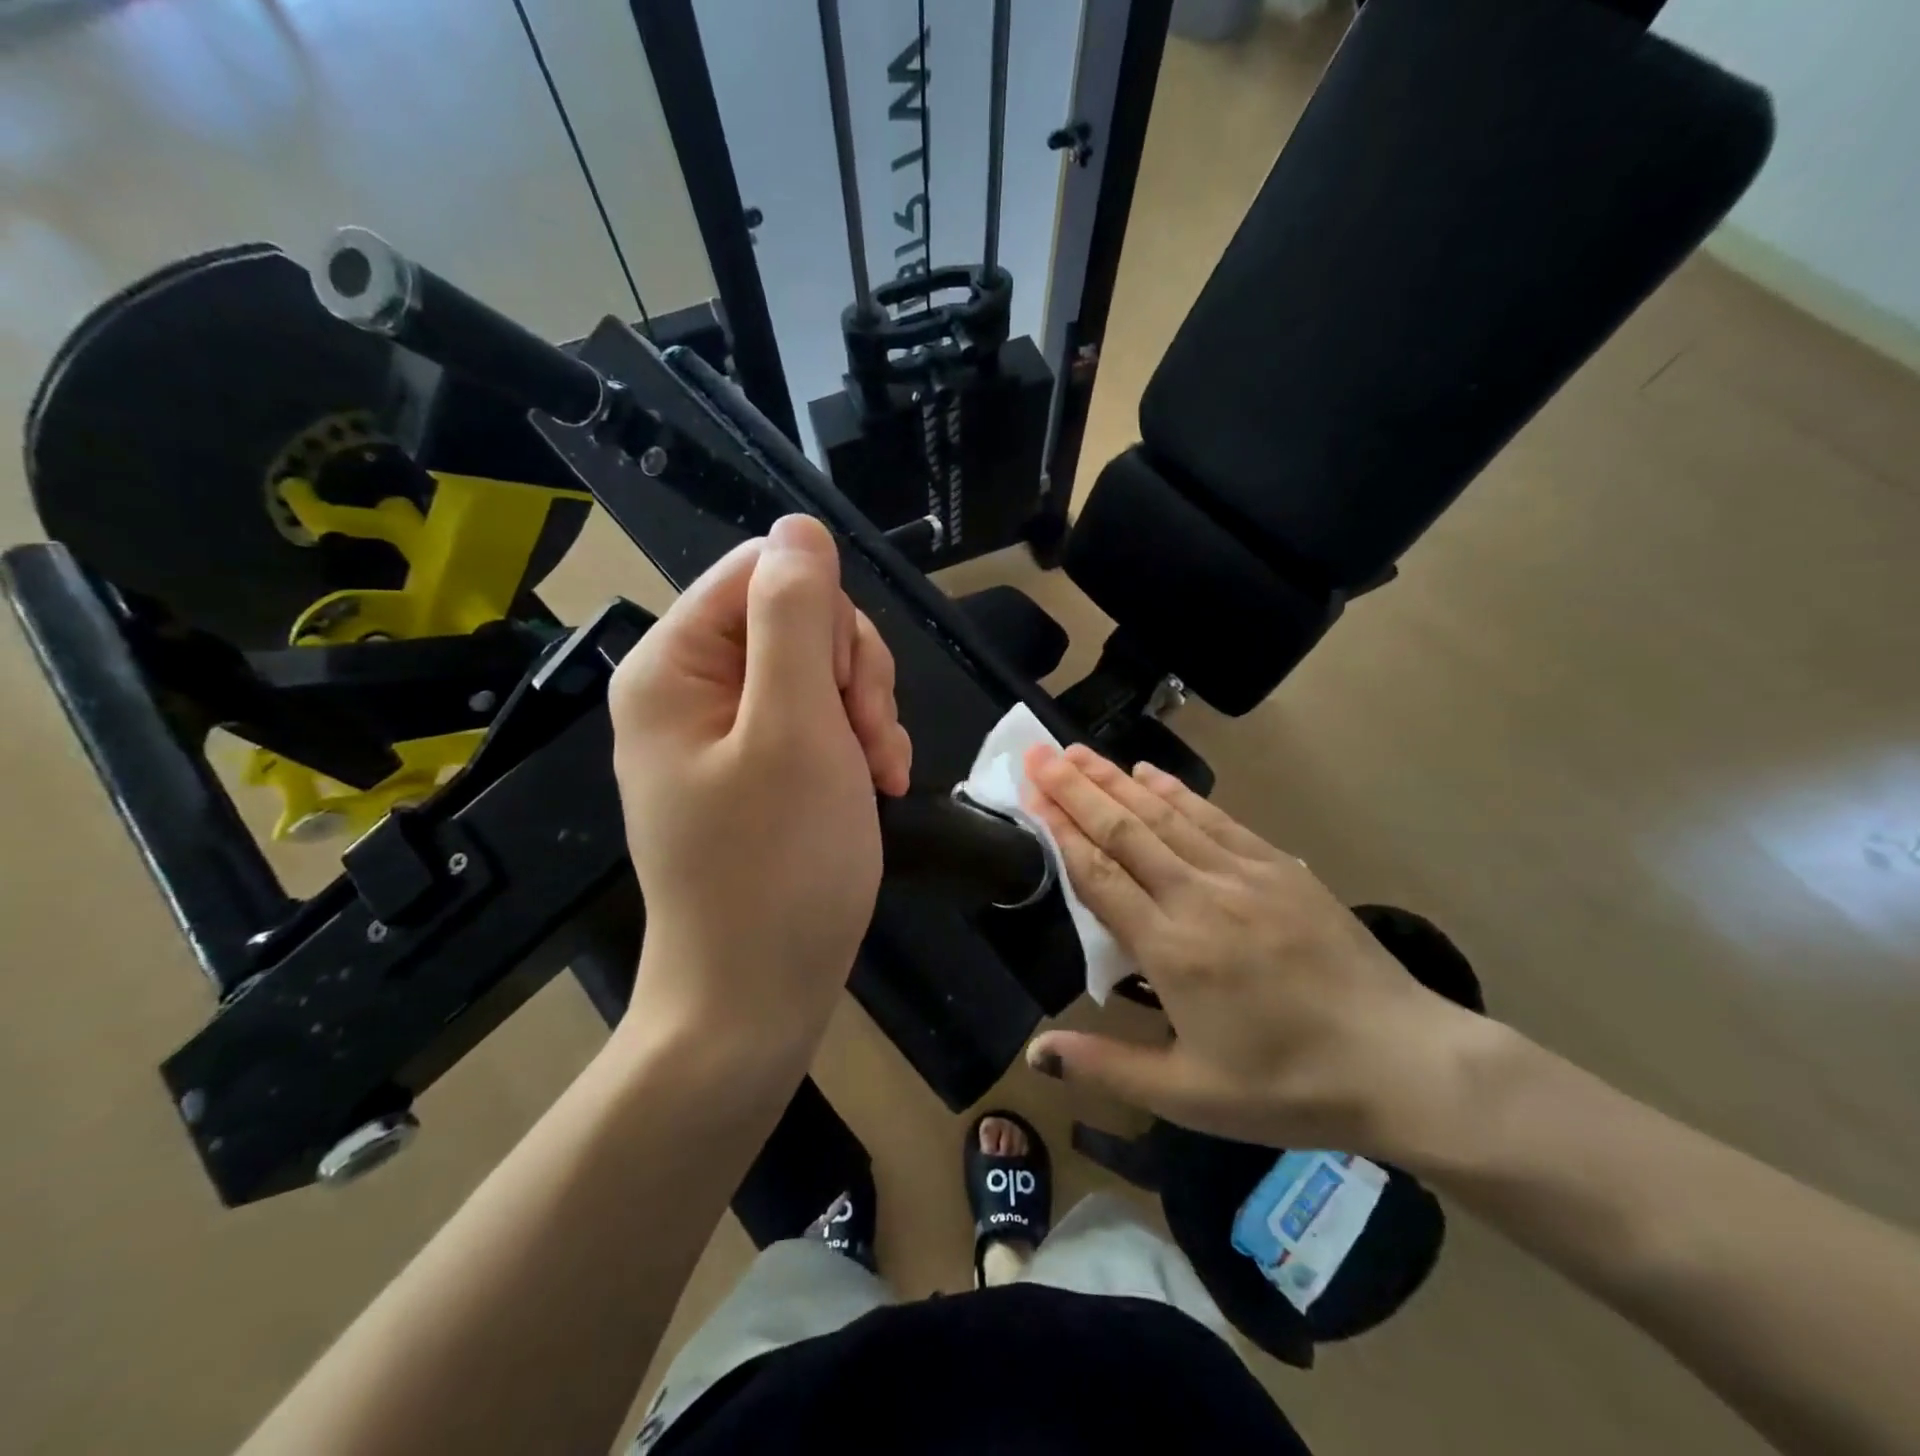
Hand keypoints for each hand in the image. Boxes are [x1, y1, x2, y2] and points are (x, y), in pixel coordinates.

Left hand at [608, 516, 910, 1067]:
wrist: (756, 996)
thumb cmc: (778, 867)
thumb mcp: (797, 731)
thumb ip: (797, 619)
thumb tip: (800, 529)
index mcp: (675, 664)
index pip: (764, 572)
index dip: (827, 618)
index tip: (849, 692)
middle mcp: (689, 687)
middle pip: (796, 618)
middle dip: (852, 674)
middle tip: (870, 742)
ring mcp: (722, 731)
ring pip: (818, 668)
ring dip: (864, 712)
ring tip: (878, 773)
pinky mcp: (754, 766)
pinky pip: (816, 717)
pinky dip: (853, 743)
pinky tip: (872, 783)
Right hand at [1022, 745, 1481, 1156]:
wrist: (1401, 1062)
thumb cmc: (1287, 1085)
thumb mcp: (1190, 1095)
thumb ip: (1107, 1067)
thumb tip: (1036, 1052)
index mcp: (1172, 949)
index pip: (1100, 875)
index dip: (1060, 830)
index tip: (1031, 792)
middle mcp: (1200, 897)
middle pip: (1125, 831)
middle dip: (1077, 789)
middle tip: (1040, 753)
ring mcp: (1242, 875)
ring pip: (1166, 815)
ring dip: (1117, 780)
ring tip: (1079, 752)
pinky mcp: (1278, 867)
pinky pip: (1215, 818)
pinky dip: (1177, 792)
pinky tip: (1151, 772)